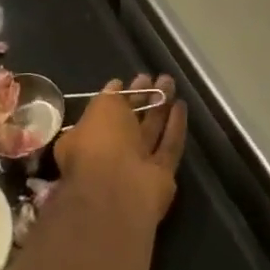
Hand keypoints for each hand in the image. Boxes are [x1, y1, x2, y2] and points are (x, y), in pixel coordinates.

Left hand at [54, 74, 186, 225]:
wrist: (118, 192)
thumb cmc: (100, 144)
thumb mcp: (100, 109)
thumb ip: (110, 97)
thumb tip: (116, 86)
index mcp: (88, 139)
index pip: (106, 113)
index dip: (120, 95)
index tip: (134, 78)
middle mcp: (112, 153)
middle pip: (132, 121)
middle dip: (143, 98)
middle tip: (156, 77)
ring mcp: (137, 166)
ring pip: (151, 131)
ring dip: (161, 107)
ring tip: (170, 82)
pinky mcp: (161, 176)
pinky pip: (169, 147)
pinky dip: (175, 127)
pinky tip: (181, 105)